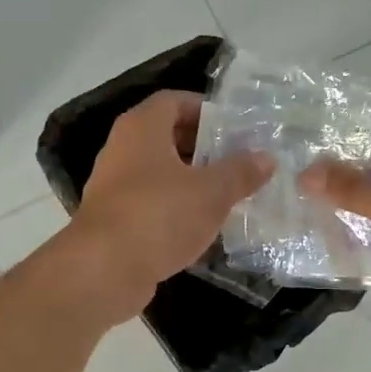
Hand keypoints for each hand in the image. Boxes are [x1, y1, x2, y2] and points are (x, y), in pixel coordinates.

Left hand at [72, 91, 275, 318]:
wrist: (103, 271)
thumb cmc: (159, 215)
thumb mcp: (212, 191)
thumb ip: (241, 172)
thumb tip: (267, 158)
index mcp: (142, 128)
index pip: (174, 101)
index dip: (205, 109)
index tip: (234, 127)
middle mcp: (122, 149)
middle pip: (167, 136)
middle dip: (203, 147)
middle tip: (238, 161)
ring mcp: (114, 186)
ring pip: (160, 172)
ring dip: (192, 180)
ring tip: (228, 194)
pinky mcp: (115, 220)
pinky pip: (152, 203)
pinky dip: (176, 208)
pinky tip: (203, 226)